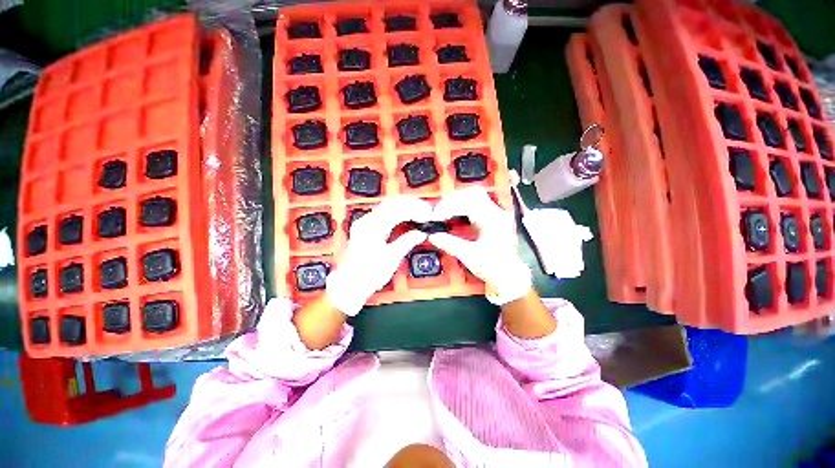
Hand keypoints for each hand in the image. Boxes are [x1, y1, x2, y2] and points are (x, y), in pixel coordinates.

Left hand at [326, 196, 432, 315]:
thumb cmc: (368, 274)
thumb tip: (421, 233)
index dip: (414, 209)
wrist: (351, 284)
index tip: (426, 213)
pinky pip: (383, 214)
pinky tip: (404, 217)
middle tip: (425, 210)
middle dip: (410, 204)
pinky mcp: (365, 228)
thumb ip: (408, 241)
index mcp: (372, 227)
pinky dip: (396, 213)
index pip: (397, 209)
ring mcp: (364, 223)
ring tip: (418, 212)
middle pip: (392, 203)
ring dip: (403, 207)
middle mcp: (366, 221)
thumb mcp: (392, 258)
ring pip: (387, 206)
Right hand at [429, 186, 531, 304]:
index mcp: (493, 220)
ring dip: (455, 203)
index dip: (450, 206)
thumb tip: (432, 235)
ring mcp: (494, 214)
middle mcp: (495, 212)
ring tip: (443, 214)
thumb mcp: (470, 257)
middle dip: (452, 201)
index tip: (436, 216)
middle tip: (438, 213)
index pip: (469, 201)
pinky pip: (473, 205)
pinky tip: (452, 217)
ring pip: (473, 197)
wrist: (510, 276)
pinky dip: (460, 208)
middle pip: (472, 193)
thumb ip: (450, 244)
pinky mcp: (490, 218)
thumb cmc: (494, 268)